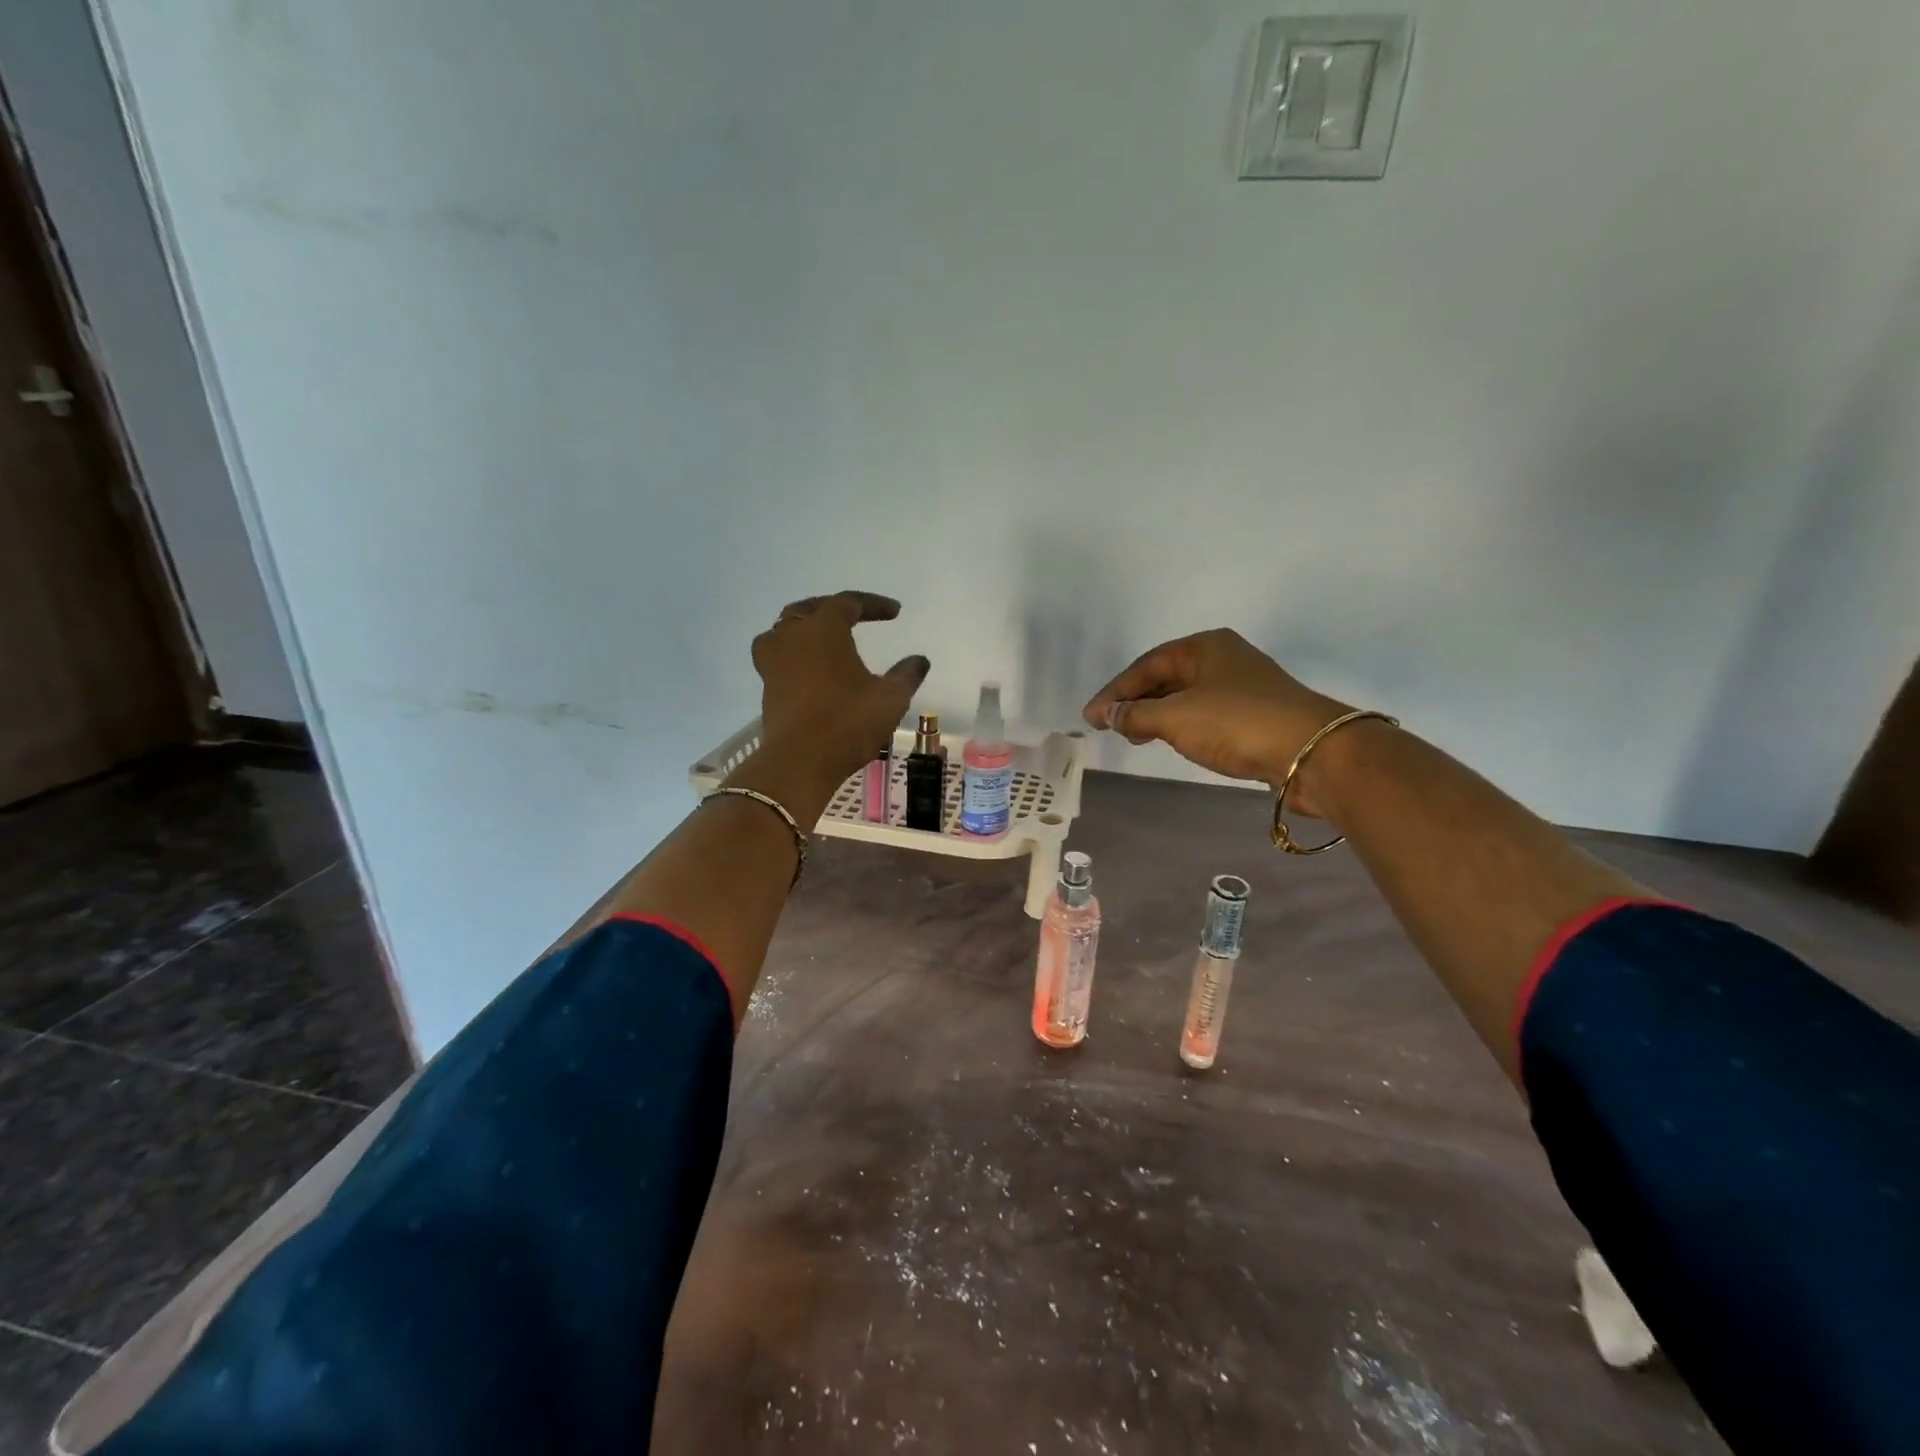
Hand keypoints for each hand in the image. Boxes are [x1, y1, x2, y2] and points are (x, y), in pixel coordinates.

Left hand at [751, 591, 929, 792]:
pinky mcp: (766, 686)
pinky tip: (808, 668)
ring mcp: (773, 661)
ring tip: (823, 638)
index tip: (895, 613)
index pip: (848, 602)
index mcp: (824, 629)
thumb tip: (919, 660)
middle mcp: (793, 636)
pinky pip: (778, 656)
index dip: (874, 604)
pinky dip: (794, 653)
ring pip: (785, 629)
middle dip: (835, 609)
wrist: (799, 762)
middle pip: (811, 608)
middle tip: (856, 616)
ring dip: (805, 628)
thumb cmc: (847, 723)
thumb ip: (907, 674)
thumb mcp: (890, 699)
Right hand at [1083, 629, 1356, 814]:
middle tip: (1110, 726)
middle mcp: (1223, 659)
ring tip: (1134, 736)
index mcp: (1204, 646)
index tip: (1090, 717)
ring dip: (1157, 715)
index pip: (1147, 665)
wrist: (1313, 753)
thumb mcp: (1176, 717)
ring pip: (1186, 697)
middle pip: (1166, 677)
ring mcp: (1242, 686)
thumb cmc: (1237, 723)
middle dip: (1135, 702)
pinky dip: (1181, 726)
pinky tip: (1173, 740)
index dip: (1114, 692)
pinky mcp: (1255, 715)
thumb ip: (1135, 714)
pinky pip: (1205, 715)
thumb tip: (1105, 713)